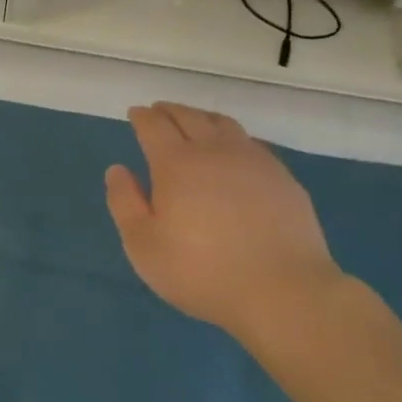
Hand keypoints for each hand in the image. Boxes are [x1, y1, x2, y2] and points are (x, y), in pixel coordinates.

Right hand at [105, 102, 355, 354]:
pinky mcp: (282, 178)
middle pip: (188, 116)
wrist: (284, 291)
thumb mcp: (144, 245)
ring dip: (202, 117)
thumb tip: (117, 170)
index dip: (142, 117)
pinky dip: (233, 138)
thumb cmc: (202, 271)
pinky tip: (234, 152)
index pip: (154, 126)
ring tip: (194, 122)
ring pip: (223, 124)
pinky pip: (251, 144)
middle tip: (159, 110)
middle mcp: (214, 151)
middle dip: (169, 110)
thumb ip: (125, 202)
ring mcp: (253, 161)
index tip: (135, 113)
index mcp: (176, 163)